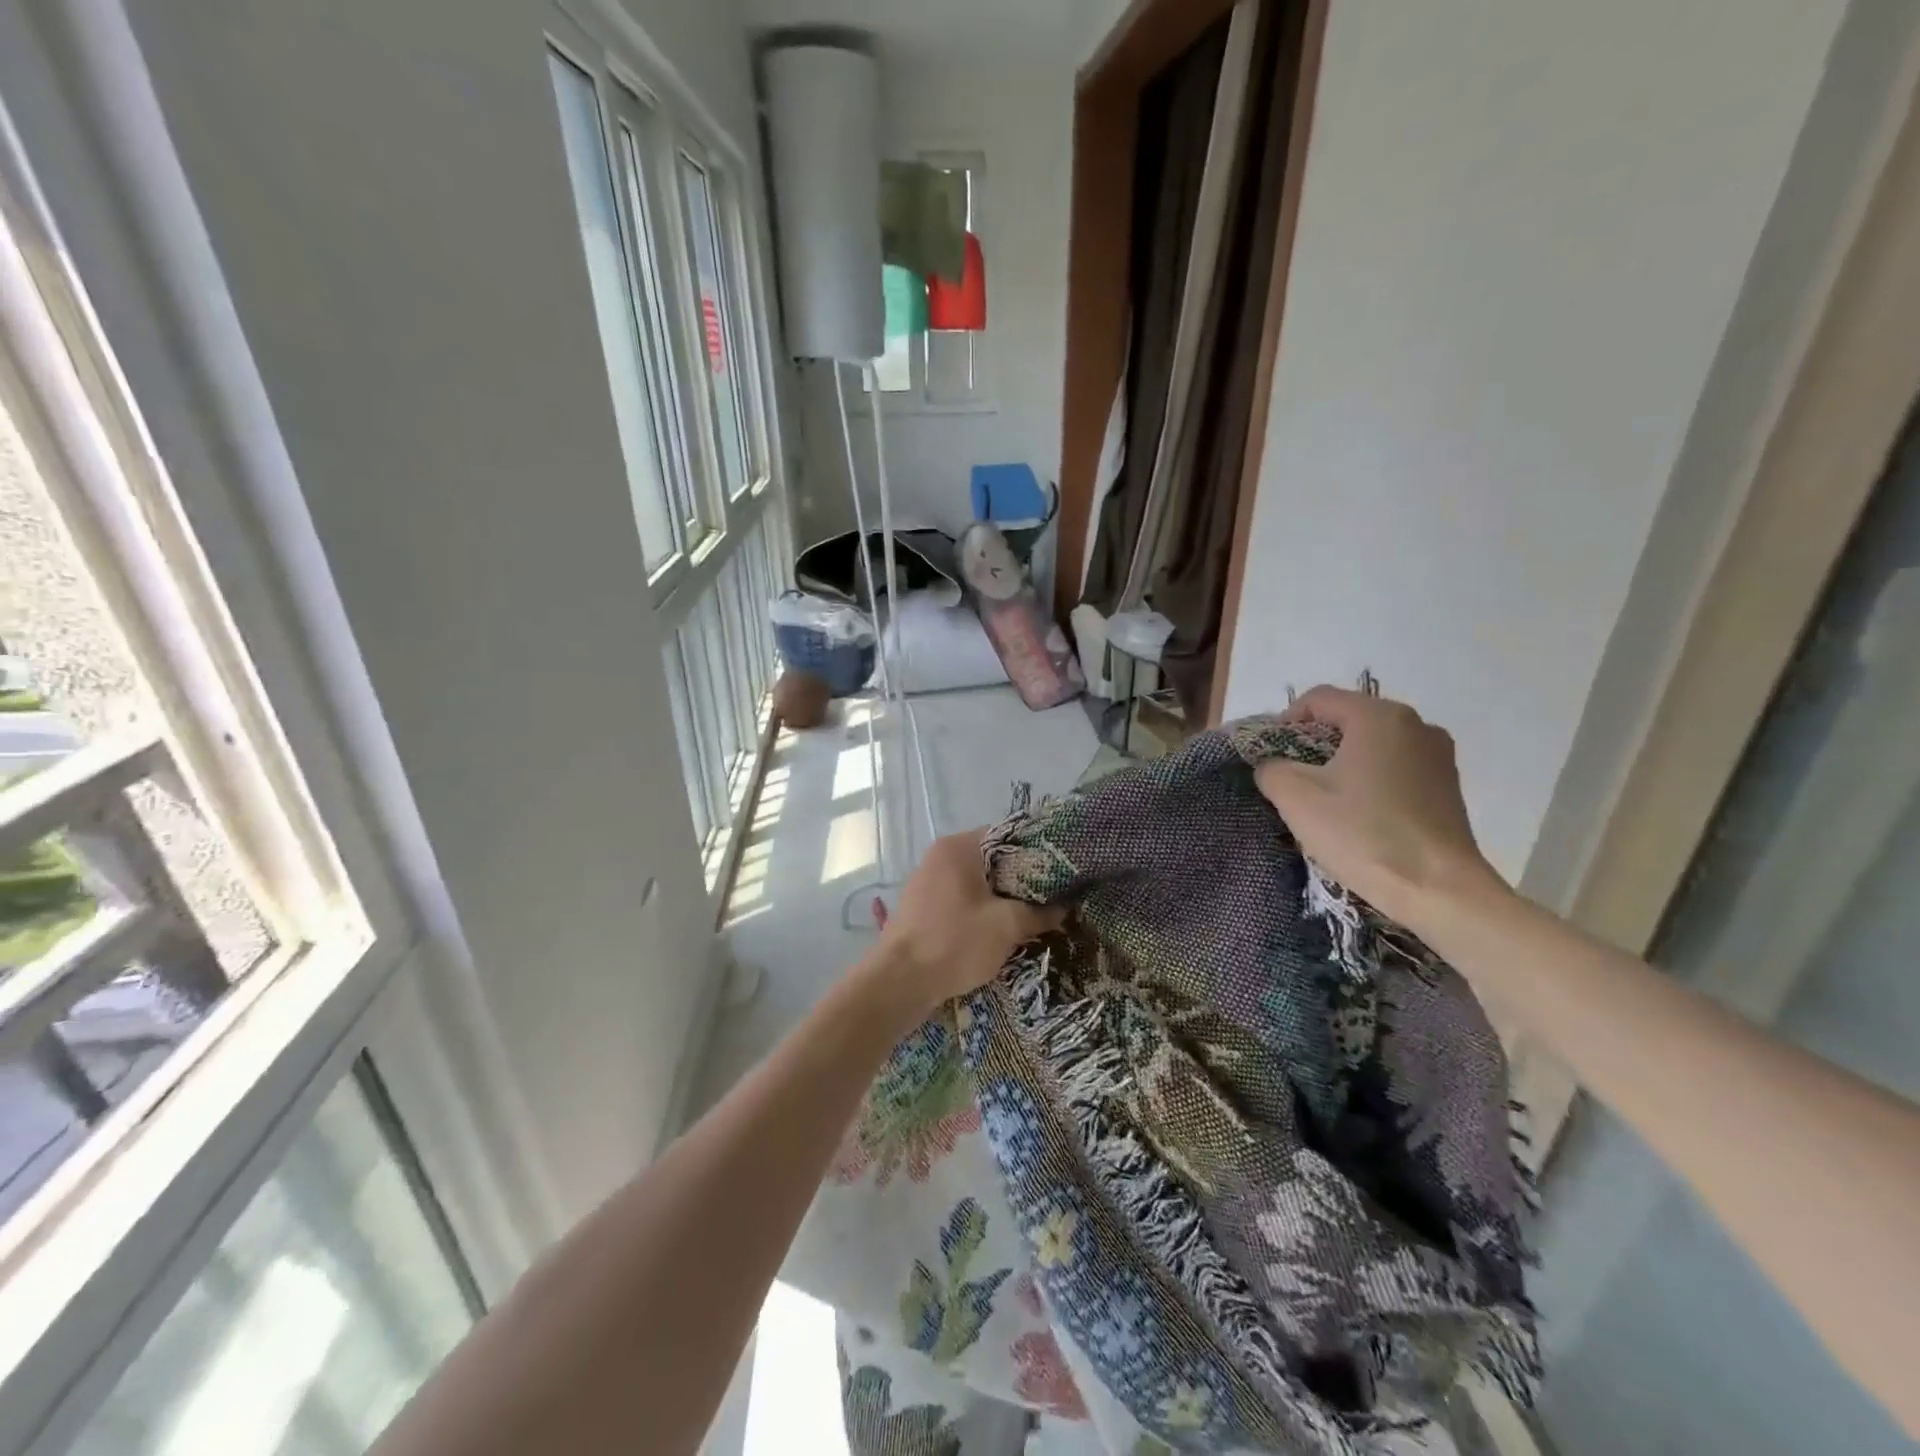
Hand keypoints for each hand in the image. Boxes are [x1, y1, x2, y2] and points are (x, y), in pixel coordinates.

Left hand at [878, 829, 1062, 1012]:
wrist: (899, 982)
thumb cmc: (955, 942)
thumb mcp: (1007, 925)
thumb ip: (1040, 911)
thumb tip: (1065, 907)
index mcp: (959, 847)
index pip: (1008, 836)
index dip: (1037, 854)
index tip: (1060, 874)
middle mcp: (940, 856)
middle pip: (992, 861)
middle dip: (1021, 881)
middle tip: (1051, 900)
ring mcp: (927, 882)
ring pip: (977, 884)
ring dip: (1002, 900)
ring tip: (1032, 918)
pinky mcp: (922, 908)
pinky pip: (961, 902)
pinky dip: (981, 912)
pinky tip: (1000, 932)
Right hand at [1254, 686, 1504, 922]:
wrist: (1439, 890)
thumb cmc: (1363, 833)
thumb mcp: (1296, 798)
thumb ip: (1271, 768)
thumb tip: (1273, 765)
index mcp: (1379, 716)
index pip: (1318, 699)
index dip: (1285, 722)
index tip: (1270, 757)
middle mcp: (1416, 724)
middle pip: (1347, 719)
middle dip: (1313, 744)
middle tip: (1291, 779)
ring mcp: (1438, 755)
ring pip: (1372, 745)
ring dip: (1342, 763)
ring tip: (1324, 799)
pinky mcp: (1448, 786)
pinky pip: (1395, 767)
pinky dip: (1370, 780)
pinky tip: (1358, 813)